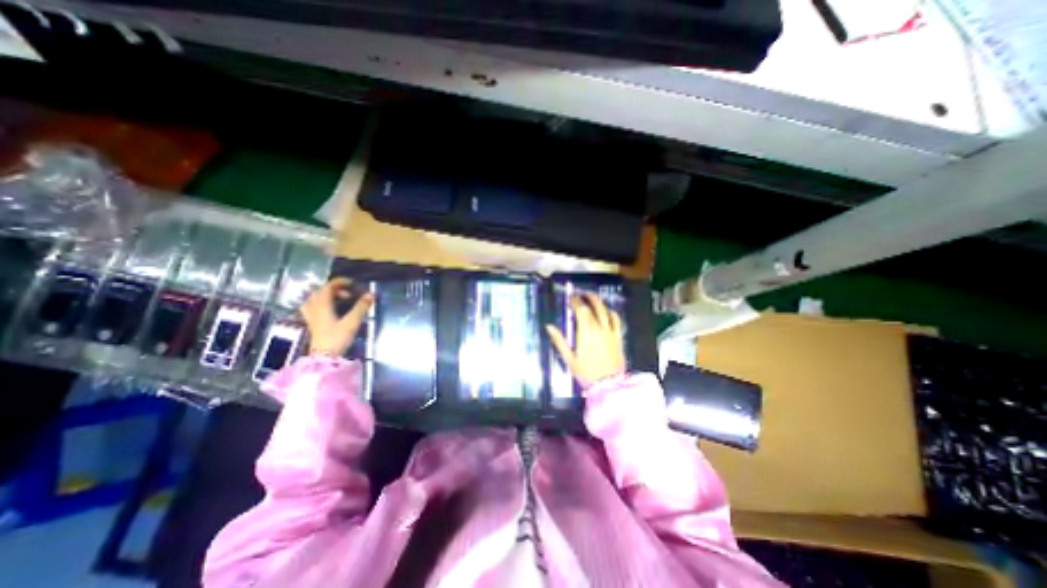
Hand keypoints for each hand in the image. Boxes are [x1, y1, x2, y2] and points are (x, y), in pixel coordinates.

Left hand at [298, 279, 376, 358]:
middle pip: (320, 292)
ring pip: (314, 300)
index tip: (352, 283)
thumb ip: (361, 307)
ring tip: (339, 300)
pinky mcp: (312, 324)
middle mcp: (314, 308)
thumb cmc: (337, 338)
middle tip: (349, 293)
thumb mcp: (352, 322)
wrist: (324, 357)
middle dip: (334, 289)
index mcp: (322, 305)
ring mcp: (311, 316)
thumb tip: (371, 294)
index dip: (340, 282)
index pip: (328, 287)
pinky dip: (321, 304)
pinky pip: (313, 308)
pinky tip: (329, 309)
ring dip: (326, 296)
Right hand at [549, 291, 618, 387]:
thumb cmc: (586, 373)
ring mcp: (610, 332)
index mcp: (586, 332)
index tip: (570, 297)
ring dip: (598, 302)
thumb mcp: (569, 358)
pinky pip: (616, 320)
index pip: (581, 310)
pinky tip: (607, 311)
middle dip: (587, 297)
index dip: (575, 301)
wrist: (609, 385)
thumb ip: (559, 341)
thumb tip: (549, 327)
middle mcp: (599, 328)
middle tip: (580, 294)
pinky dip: (611, 312)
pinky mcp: (618, 337)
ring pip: (606, 310)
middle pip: (594, 306)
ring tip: (592, 298)